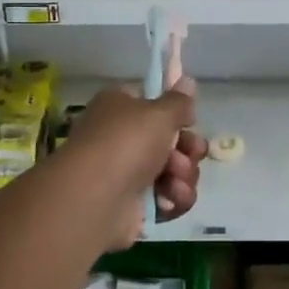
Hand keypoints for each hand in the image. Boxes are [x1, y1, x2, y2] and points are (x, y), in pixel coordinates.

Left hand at [61, 82, 207, 251]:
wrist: (95, 198)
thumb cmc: (126, 143)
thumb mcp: (159, 113)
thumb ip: (179, 101)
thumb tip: (187, 81)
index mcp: (120, 108)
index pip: (152, 104)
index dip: (174, 112)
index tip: (189, 120)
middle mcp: (122, 138)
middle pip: (170, 140)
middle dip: (188, 147)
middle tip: (193, 152)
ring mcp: (128, 174)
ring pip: (175, 170)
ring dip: (184, 174)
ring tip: (175, 179)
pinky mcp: (136, 206)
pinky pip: (168, 198)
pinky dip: (174, 198)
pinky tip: (171, 198)